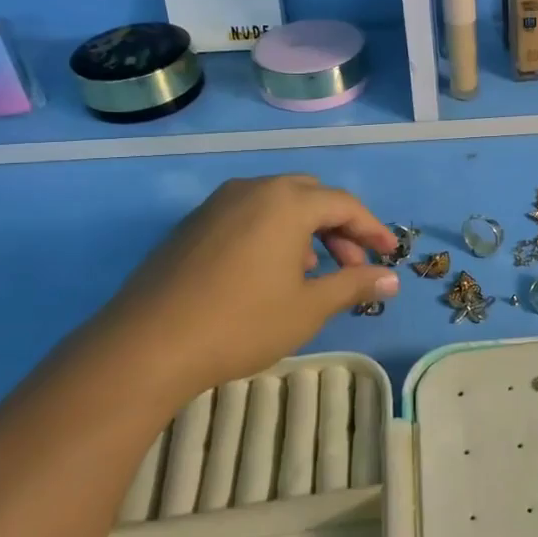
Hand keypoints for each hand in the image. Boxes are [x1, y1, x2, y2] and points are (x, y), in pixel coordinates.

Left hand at [83, 175, 399, 410]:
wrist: (146, 346)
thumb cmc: (241, 323)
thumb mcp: (309, 307)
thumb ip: (354, 284)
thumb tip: (391, 278)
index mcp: (287, 202)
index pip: (344, 205)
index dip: (373, 229)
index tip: (390, 254)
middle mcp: (253, 190)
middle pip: (311, 196)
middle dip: (339, 227)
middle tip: (352, 264)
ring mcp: (217, 205)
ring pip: (277, 204)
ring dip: (305, 230)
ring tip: (312, 272)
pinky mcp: (192, 225)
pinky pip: (247, 216)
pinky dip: (272, 234)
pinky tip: (269, 273)